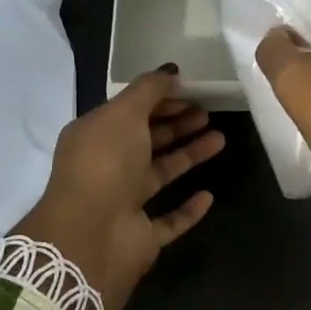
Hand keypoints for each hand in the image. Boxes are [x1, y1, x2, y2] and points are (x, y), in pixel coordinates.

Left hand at [15, 68, 225, 309]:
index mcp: (95, 136)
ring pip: (161, 173)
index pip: (130, 112)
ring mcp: (123, 203)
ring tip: (220, 139)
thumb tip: (171, 72)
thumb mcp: (124, 113)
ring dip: (189, 155)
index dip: (160, 100)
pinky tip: (208, 196)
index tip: (191, 91)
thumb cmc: (105, 163)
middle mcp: (107, 167)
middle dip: (177, 124)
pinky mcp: (141, 236)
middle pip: (147, 140)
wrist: (89, 236)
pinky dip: (188, 209)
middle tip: (209, 113)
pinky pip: (169, 219)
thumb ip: (149, 90)